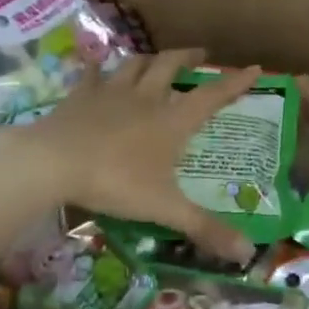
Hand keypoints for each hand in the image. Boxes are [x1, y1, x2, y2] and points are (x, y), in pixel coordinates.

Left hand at [15, 48, 261, 263]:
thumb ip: (204, 229)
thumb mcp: (165, 209)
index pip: (212, 96)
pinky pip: (91, 74)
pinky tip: (96, 67)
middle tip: (200, 54)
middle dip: (188, 58)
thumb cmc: (116, 181)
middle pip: (170, 66)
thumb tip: (247, 253)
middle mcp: (146, 98)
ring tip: (156, 59)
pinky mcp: (79, 96)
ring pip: (134, 64)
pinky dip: (97, 69)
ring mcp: (110, 92)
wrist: (53, 162)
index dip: (235, 83)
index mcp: (172, 121)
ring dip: (149, 58)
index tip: (255, 69)